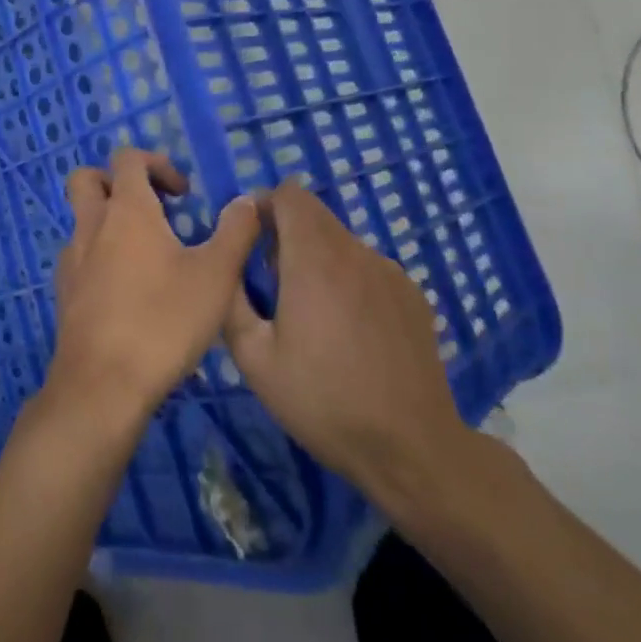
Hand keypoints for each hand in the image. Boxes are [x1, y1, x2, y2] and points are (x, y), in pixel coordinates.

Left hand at [48, 149, 260, 427]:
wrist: (102, 386)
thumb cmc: (163, 321)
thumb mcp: (217, 275)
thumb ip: (236, 231)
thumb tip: (247, 200)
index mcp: (126, 210)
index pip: (128, 158)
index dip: (156, 164)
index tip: (183, 195)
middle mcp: (91, 225)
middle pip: (89, 179)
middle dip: (118, 182)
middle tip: (152, 210)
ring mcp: (71, 260)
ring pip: (82, 220)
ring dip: (110, 223)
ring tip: (148, 257)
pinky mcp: (64, 294)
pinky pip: (79, 257)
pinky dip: (100, 257)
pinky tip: (128, 293)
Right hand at [223, 182, 484, 518]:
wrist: (411, 447)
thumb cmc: (323, 401)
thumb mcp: (255, 359)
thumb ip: (232, 300)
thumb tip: (227, 263)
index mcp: (315, 258)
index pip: (289, 194)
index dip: (265, 206)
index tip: (251, 242)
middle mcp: (356, 252)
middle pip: (315, 216)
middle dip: (286, 236)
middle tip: (274, 288)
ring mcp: (390, 272)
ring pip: (341, 244)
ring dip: (319, 261)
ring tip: (313, 318)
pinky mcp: (412, 295)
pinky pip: (368, 269)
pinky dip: (349, 282)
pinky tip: (351, 335)